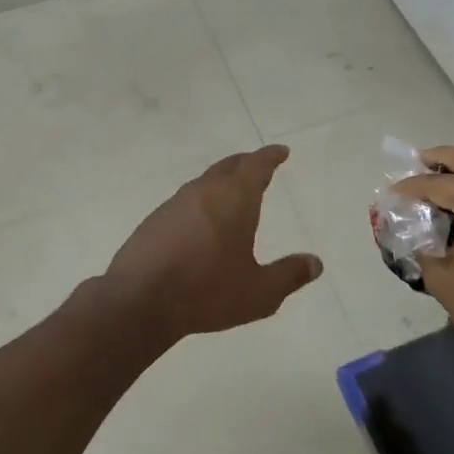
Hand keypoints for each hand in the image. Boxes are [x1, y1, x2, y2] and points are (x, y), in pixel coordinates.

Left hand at [101, 145, 322, 343]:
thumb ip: (289, 275)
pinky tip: (201, 223)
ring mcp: (174, 204)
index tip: (281, 152)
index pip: (256, 166)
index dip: (270, 157)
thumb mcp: (259, 292)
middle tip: (260, 165)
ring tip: (232, 194)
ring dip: (222, 182)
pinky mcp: (154, 221)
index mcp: (234, 199)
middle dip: (247, 163)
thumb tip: (315, 263)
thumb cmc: (206, 292)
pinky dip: (201, 202)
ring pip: (204, 182)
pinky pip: (185, 202)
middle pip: (228, 166)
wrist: (138, 301)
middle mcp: (204, 192)